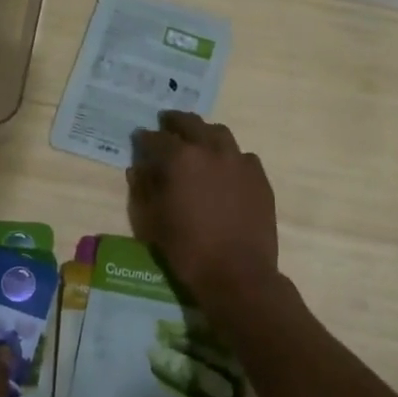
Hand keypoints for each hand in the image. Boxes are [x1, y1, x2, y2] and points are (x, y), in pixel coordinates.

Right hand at [127, 111, 278, 308]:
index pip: (156, 139)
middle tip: (166, 124)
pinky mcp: (259, 177)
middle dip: (175, 122)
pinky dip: (228, 156)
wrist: (238, 274)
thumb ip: (145, 188)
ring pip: (219, 134)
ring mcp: (239, 161)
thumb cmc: (187, 250)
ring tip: (196, 141)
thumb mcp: (153, 221)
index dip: (144, 138)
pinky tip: (224, 169)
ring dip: (204, 133)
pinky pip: (242, 156)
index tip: (139, 138)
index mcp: (181, 159)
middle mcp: (211, 150)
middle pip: (191, 123)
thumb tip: (139, 168)